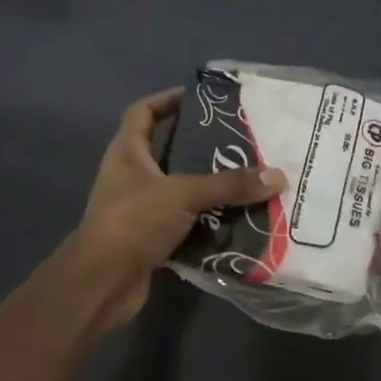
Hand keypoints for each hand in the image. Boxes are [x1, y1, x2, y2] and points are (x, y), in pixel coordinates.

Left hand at [70, 88, 285, 330]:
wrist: (103, 282)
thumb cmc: (133, 221)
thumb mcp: (183, 193)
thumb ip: (228, 184)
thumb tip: (277, 176)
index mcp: (127, 153)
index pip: (143, 112)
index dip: (167, 100)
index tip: (200, 98)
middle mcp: (130, 177)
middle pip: (167, 152)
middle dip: (201, 148)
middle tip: (240, 143)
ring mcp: (139, 210)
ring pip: (180, 191)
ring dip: (208, 188)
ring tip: (246, 180)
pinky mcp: (150, 240)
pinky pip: (185, 224)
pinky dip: (208, 223)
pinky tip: (237, 220)